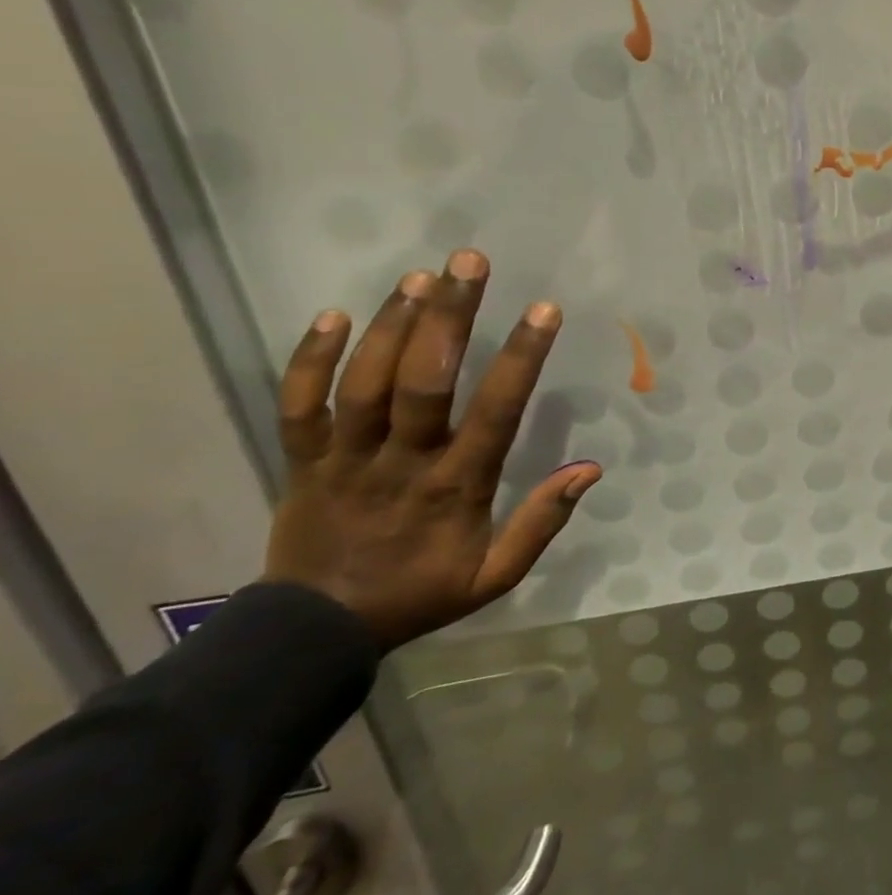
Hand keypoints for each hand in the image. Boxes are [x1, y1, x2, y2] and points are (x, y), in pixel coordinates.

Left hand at [263, 250, 600, 650]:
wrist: (315, 632)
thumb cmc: (419, 593)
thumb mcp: (495, 576)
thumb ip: (542, 522)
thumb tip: (590, 468)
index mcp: (455, 486)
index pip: (496, 411)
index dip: (520, 358)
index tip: (543, 310)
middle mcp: (402, 461)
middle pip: (423, 381)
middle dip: (449, 317)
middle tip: (468, 261)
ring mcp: (345, 458)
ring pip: (365, 382)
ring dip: (393, 325)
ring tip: (421, 276)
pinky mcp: (302, 461)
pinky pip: (298, 405)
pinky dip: (308, 360)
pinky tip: (332, 314)